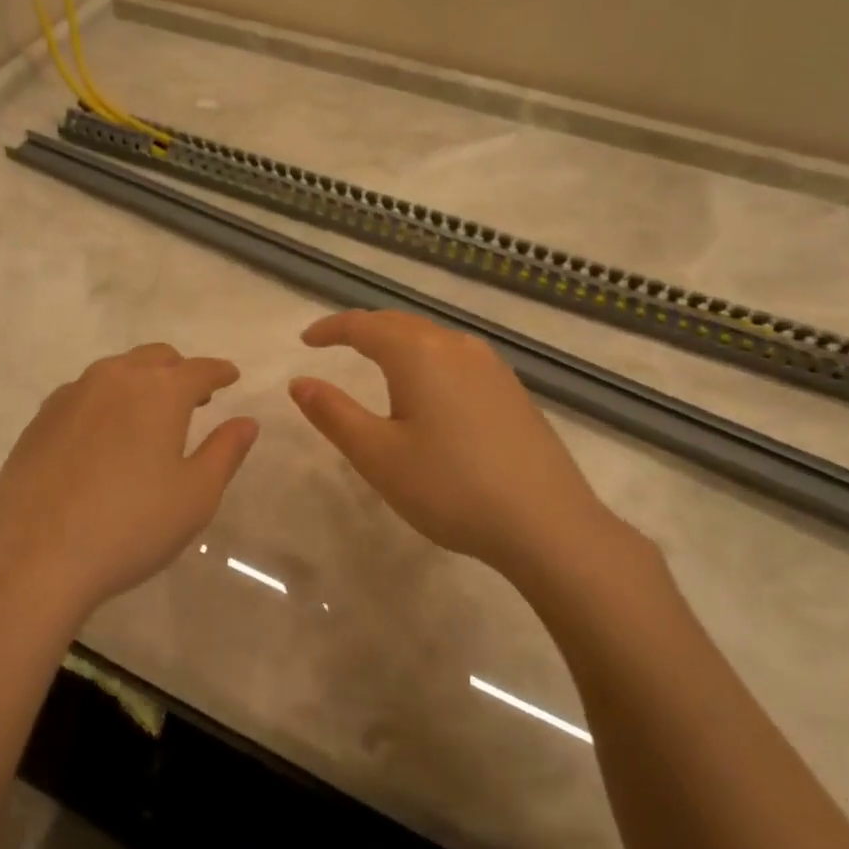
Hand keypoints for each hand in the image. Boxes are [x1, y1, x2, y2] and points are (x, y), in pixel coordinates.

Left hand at [0, 343, 259, 620]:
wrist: (32, 559)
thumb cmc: (130, 527)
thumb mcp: (195, 496)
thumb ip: (225, 451)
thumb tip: (246, 422)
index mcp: (159, 392)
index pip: (200, 369)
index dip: (220, 372)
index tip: (231, 376)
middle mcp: (114, 379)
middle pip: (156, 358)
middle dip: (180, 371)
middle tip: (194, 398)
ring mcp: (71, 395)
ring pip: (116, 371)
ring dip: (140, 382)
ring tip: (149, 416)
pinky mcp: (40, 419)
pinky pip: (84, 394)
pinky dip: (106, 401)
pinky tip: (104, 436)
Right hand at [288, 310, 622, 575]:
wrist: (548, 524)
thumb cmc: (451, 488)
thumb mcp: (378, 456)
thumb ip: (334, 414)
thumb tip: (300, 383)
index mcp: (419, 354)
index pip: (364, 325)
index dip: (331, 329)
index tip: (307, 341)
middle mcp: (456, 347)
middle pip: (399, 323)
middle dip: (363, 330)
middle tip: (334, 345)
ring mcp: (491, 366)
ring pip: (431, 338)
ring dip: (396, 342)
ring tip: (374, 362)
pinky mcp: (511, 389)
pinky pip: (455, 357)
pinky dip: (426, 359)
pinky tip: (428, 389)